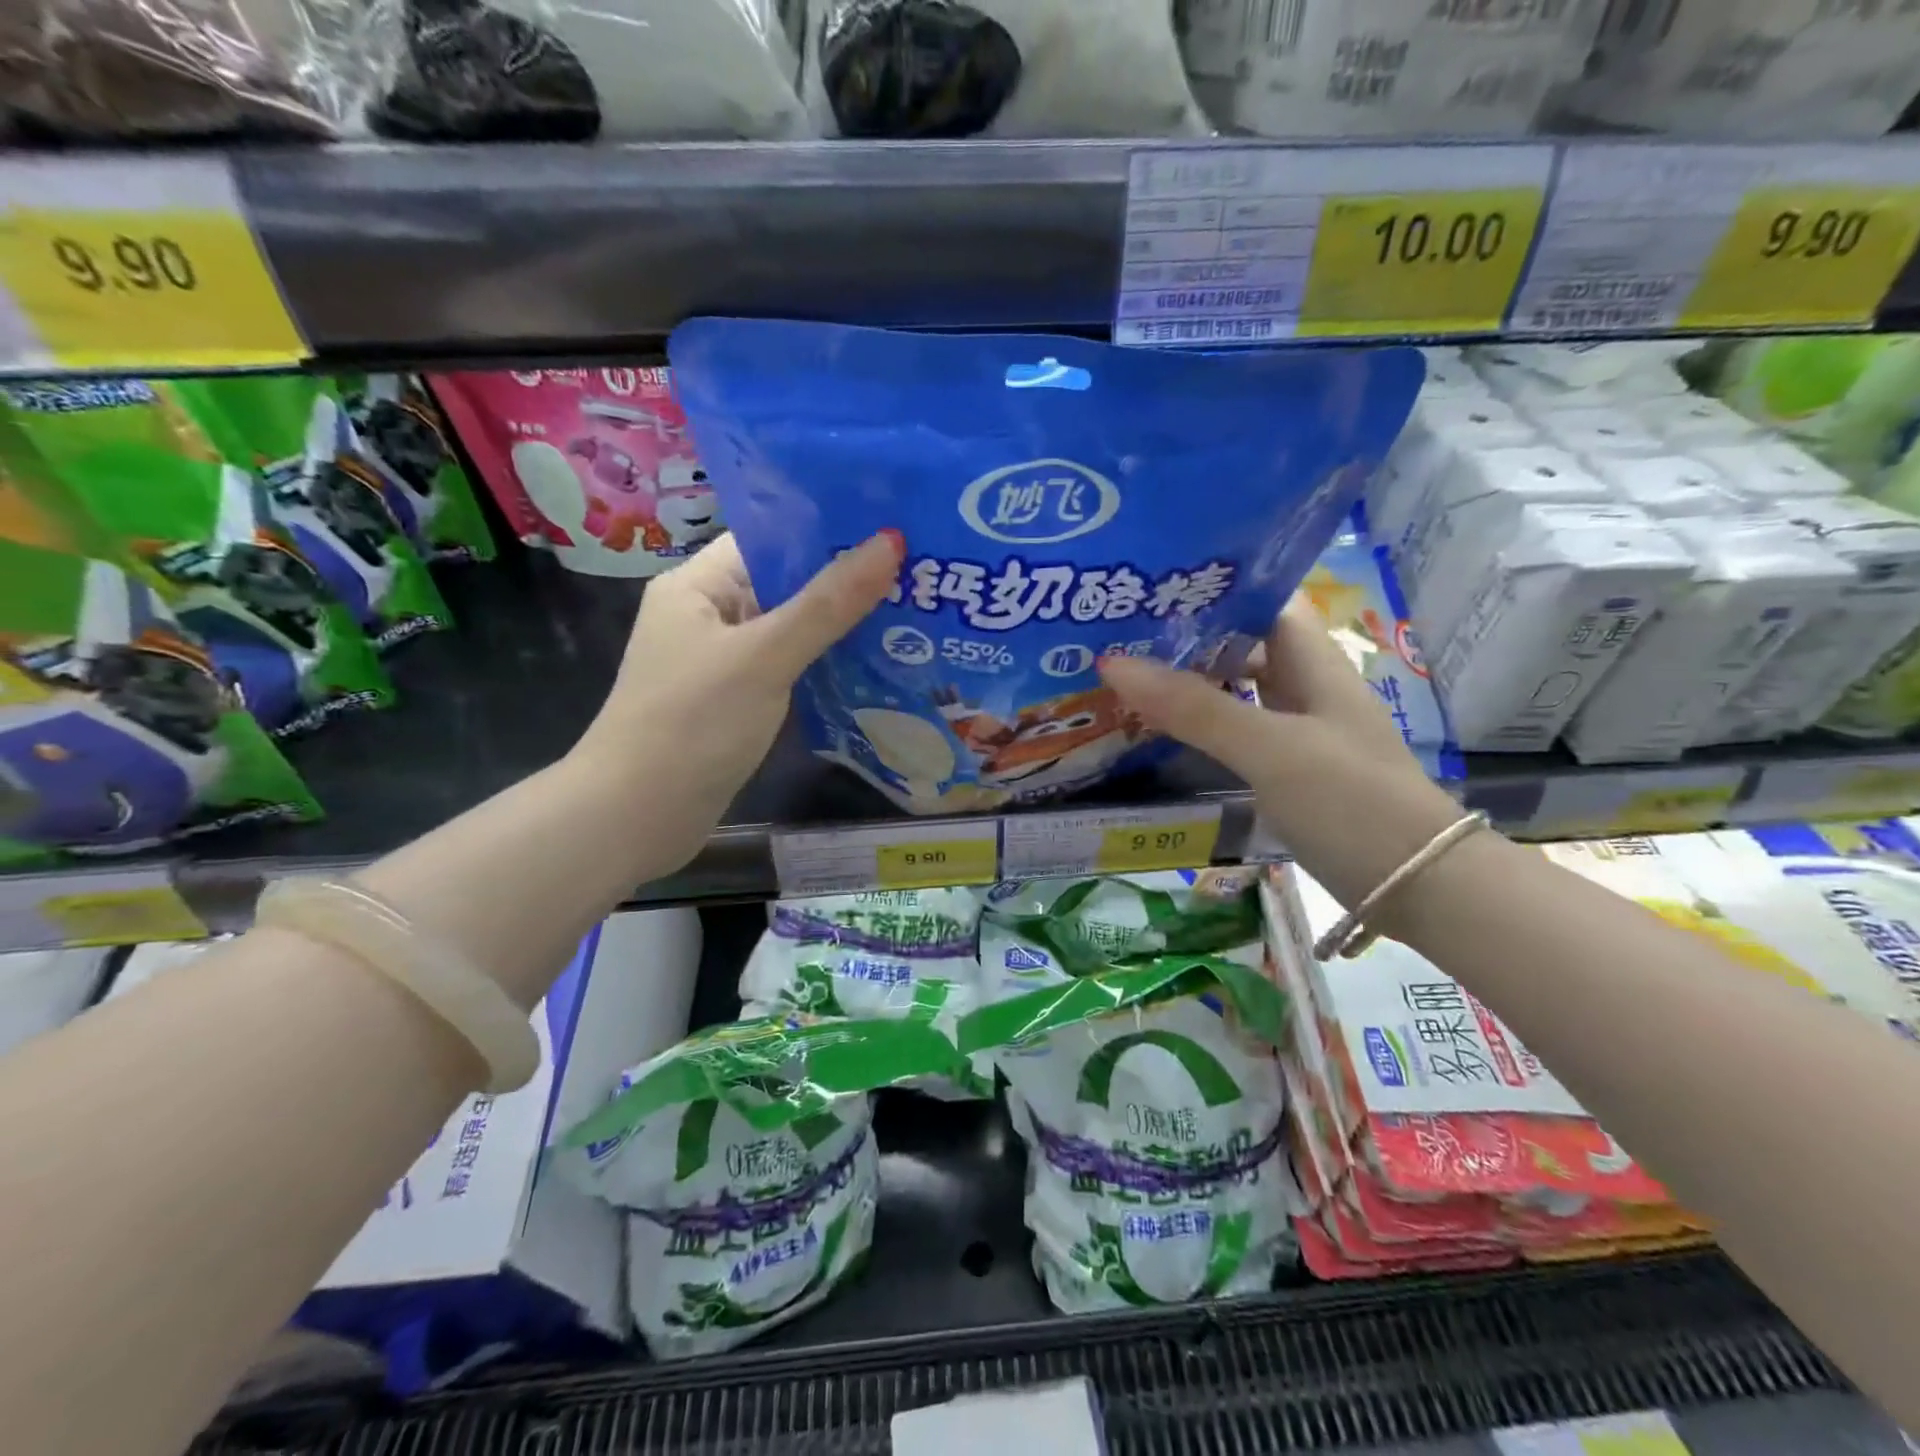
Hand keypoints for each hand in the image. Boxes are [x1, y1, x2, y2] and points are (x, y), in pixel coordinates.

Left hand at [574, 530, 903, 848]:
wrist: (636, 818)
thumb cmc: (692, 723)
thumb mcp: (764, 656)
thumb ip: (828, 603)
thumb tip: (890, 541)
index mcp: (698, 585)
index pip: (769, 539)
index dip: (827, 531)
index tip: (891, 530)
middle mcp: (708, 616)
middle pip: (785, 585)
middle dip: (845, 583)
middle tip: (918, 574)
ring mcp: (722, 664)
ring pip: (791, 632)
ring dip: (840, 628)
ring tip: (911, 615)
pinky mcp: (736, 704)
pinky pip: (788, 671)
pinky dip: (824, 667)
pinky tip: (874, 668)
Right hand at [1097, 597, 1460, 909]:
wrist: (1418, 887)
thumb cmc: (1350, 801)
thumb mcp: (1270, 748)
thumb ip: (1195, 708)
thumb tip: (1114, 663)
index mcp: (1313, 664)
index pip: (1264, 602)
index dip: (1215, 588)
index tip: (1152, 589)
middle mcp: (1307, 689)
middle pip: (1244, 646)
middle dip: (1187, 639)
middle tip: (1120, 636)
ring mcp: (1300, 733)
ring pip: (1238, 692)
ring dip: (1190, 685)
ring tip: (1126, 680)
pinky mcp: (1291, 773)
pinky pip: (1237, 735)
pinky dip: (1202, 728)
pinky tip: (1163, 735)